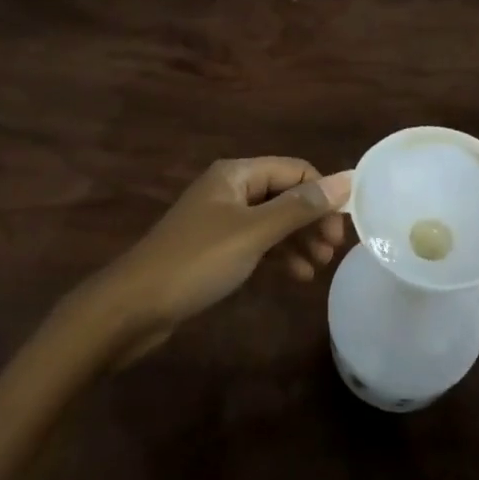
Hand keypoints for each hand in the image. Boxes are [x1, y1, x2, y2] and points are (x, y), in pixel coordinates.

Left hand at [79, 158, 351, 365]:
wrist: (131, 308)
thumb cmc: (196, 262)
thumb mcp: (253, 233)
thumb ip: (300, 207)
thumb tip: (348, 179)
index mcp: (237, 174)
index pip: (295, 170)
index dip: (323, 195)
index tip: (342, 230)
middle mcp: (230, 189)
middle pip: (284, 194)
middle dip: (311, 220)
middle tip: (332, 252)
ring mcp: (220, 219)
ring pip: (272, 221)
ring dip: (298, 239)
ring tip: (317, 268)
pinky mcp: (213, 249)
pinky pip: (256, 242)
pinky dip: (277, 255)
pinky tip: (295, 276)